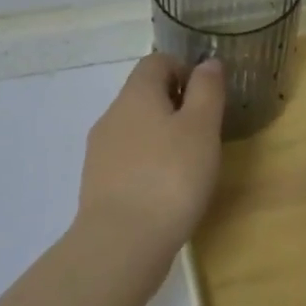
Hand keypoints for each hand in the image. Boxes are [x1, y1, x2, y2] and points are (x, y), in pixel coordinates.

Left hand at [75, 53, 224, 268]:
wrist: (120, 244)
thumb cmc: (170, 177)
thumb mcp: (202, 128)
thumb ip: (207, 90)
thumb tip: (208, 63)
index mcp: (136, 93)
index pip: (157, 61)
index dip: (184, 70)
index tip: (206, 98)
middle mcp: (113, 114)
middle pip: (144, 94)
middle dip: (174, 105)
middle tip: (203, 134)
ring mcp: (100, 150)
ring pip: (135, 128)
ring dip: (160, 136)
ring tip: (187, 166)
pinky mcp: (97, 183)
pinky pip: (126, 159)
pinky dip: (146, 164)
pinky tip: (164, 192)